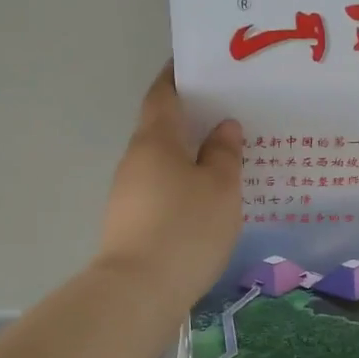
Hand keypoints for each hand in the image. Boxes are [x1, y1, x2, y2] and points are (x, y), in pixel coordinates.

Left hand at [96, 65, 243, 310]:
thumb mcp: (220, 188)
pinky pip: (162, 188)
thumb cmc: (185, 228)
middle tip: (229, 110)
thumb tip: (223, 126)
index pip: (164, 94)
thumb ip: (224, 153)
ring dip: (189, 153)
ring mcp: (129, 192)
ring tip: (226, 154)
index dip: (178, 75)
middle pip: (162, 126)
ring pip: (163, 160)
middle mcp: (136, 160)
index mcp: (155, 140)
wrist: (138, 293)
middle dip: (191, 116)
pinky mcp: (132, 222)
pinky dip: (184, 182)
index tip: (200, 64)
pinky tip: (208, 196)